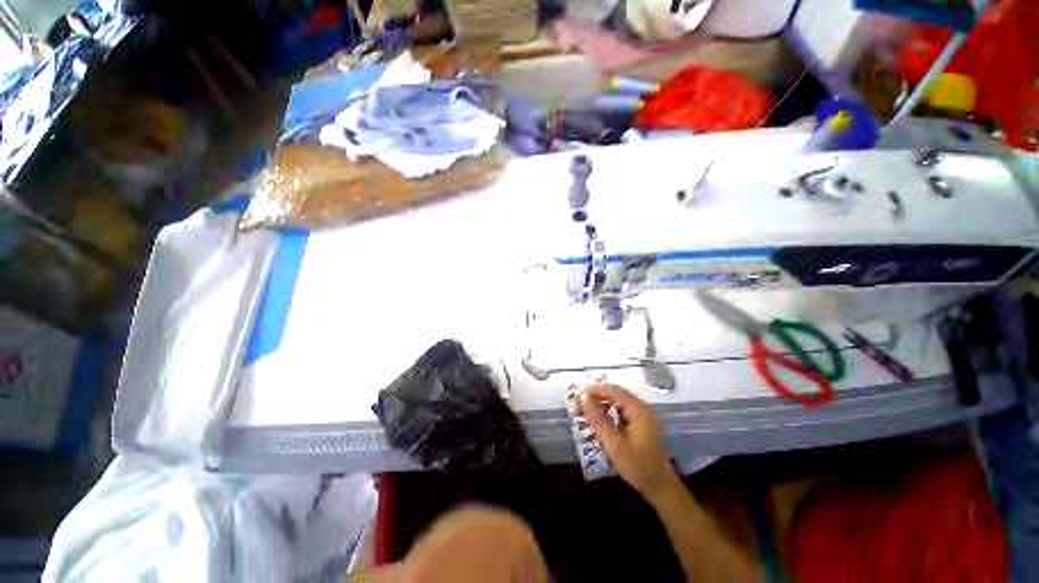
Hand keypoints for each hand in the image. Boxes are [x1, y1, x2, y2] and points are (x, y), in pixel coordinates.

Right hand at [579, 384, 679, 502]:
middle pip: (617, 393)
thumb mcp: (613, 443)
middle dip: (597, 394)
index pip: (613, 391)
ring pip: (619, 400)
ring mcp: (644, 414)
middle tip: (579, 401)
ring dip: (603, 401)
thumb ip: (598, 418)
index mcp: (638, 409)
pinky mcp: (643, 422)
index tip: (577, 394)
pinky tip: (601, 416)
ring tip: (586, 407)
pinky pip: (623, 408)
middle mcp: (642, 406)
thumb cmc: (636, 466)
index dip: (594, 389)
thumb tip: (584, 397)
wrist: (661, 488)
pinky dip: (610, 409)